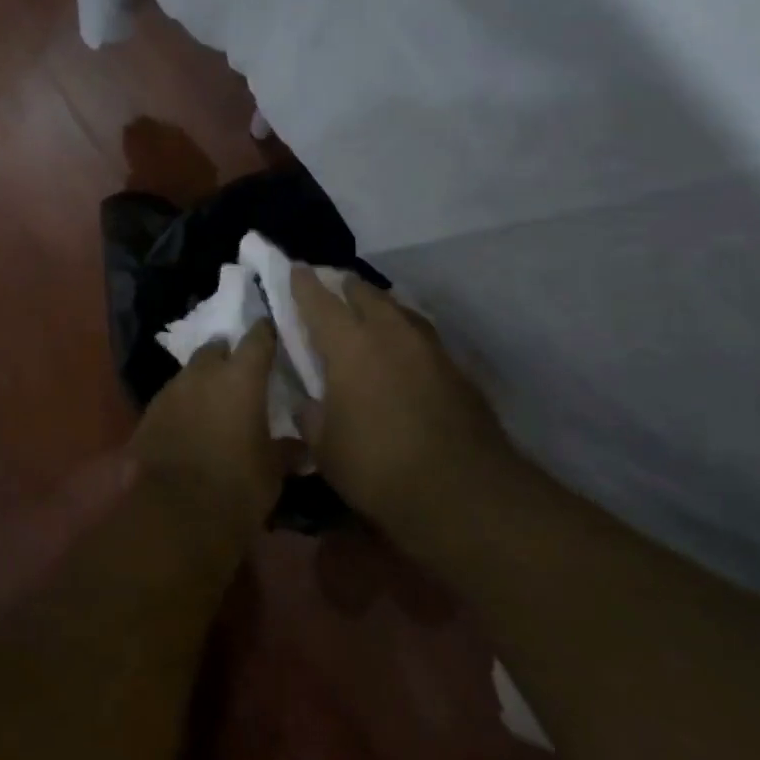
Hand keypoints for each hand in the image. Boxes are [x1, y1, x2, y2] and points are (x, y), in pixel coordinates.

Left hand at [131, 321, 283, 537]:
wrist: (173, 514)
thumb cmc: (236, 486)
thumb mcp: (272, 471)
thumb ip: (286, 451)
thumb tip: (301, 448)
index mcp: (241, 377)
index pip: (257, 339)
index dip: (265, 333)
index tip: (272, 331)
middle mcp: (204, 373)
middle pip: (216, 349)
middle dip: (227, 355)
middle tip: (240, 372)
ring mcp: (171, 391)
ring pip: (191, 373)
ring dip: (203, 381)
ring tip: (215, 401)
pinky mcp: (148, 413)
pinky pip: (172, 398)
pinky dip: (184, 405)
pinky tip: (190, 424)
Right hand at [291, 267, 505, 538]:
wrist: (464, 491)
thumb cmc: (379, 467)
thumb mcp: (326, 449)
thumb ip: (312, 417)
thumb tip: (308, 402)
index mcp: (349, 345)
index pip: (320, 301)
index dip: (304, 284)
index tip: (296, 269)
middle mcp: (389, 333)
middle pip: (365, 293)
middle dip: (346, 288)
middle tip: (333, 290)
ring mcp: (428, 347)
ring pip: (398, 309)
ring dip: (380, 307)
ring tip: (369, 315)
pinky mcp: (456, 368)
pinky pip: (422, 336)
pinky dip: (405, 334)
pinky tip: (403, 353)